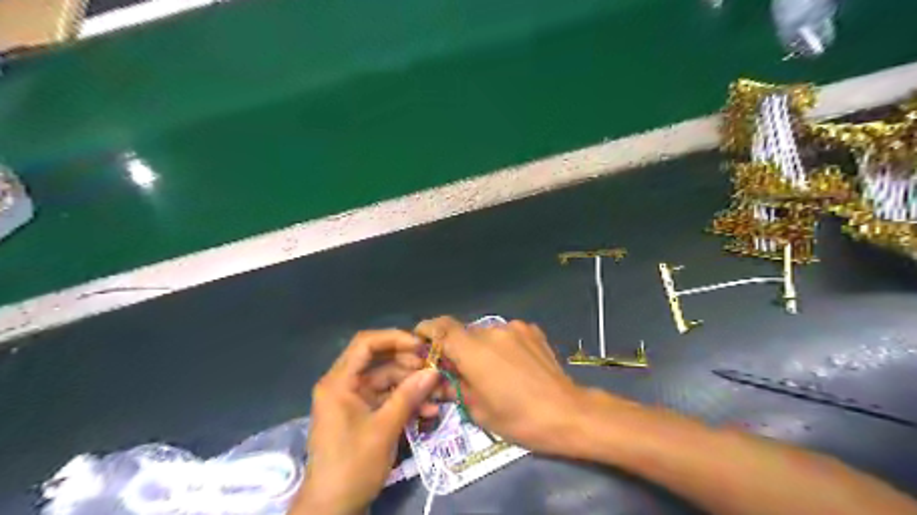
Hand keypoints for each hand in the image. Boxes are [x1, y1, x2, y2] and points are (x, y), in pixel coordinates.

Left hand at [292, 331, 438, 513]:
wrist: (333, 509)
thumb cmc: (352, 465)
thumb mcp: (384, 429)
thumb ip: (409, 395)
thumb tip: (434, 371)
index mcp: (339, 382)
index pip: (365, 343)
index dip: (394, 338)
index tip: (421, 346)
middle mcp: (344, 385)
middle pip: (379, 361)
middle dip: (409, 365)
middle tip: (434, 370)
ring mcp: (354, 400)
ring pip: (387, 380)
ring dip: (412, 386)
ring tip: (439, 393)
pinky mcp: (363, 414)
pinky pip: (387, 398)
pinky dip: (406, 402)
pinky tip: (429, 411)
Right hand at [416, 313, 602, 453]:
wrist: (567, 413)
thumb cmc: (518, 418)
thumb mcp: (477, 410)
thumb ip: (454, 386)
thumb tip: (440, 377)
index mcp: (473, 350)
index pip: (441, 326)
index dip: (427, 330)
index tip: (422, 342)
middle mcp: (491, 331)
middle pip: (463, 332)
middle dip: (457, 348)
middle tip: (462, 371)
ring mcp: (514, 328)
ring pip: (485, 333)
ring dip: (481, 348)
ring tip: (494, 371)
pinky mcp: (531, 330)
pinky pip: (506, 334)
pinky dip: (502, 346)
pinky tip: (514, 365)